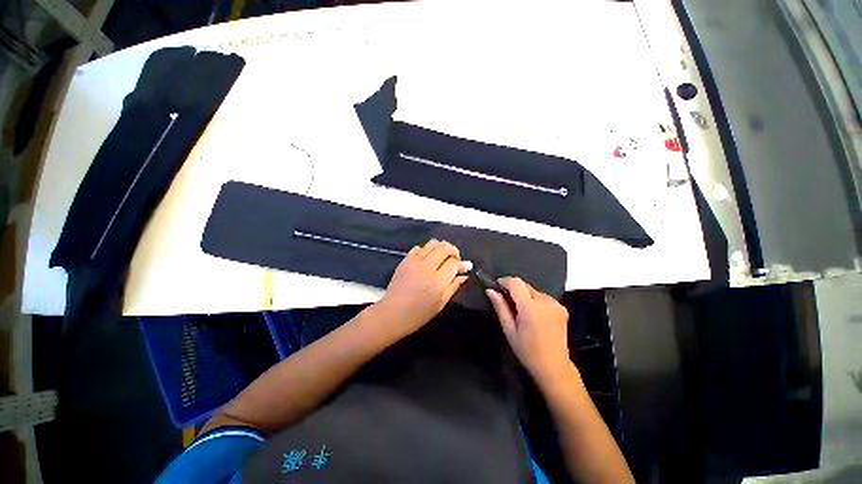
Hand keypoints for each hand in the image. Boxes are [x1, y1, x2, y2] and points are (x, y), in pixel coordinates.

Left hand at [374, 239, 468, 336]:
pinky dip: (426, 250)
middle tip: (454, 260)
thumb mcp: (440, 304)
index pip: (453, 262)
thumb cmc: (418, 314)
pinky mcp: (405, 260)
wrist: (392, 313)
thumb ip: (453, 287)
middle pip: (444, 247)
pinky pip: (419, 247)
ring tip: (441, 258)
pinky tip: (427, 260)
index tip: (461, 269)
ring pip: (433, 243)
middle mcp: (427, 267)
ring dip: (441, 248)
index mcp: (437, 282)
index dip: (460, 264)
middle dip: (453, 251)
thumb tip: (464, 275)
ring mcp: (414, 262)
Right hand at [486, 277, 570, 382]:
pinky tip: (533, 314)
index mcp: (531, 308)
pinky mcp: (562, 308)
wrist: (554, 367)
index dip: (504, 281)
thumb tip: (490, 290)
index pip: (516, 283)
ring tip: (520, 311)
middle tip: (506, 302)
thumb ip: (500, 307)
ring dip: (524, 295)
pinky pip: (543, 297)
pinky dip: (534, 300)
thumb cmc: (527, 351)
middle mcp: (545, 301)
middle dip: (514, 289)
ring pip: (533, 290)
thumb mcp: (509, 330)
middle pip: (525, 285)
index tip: (496, 287)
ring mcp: (556, 304)